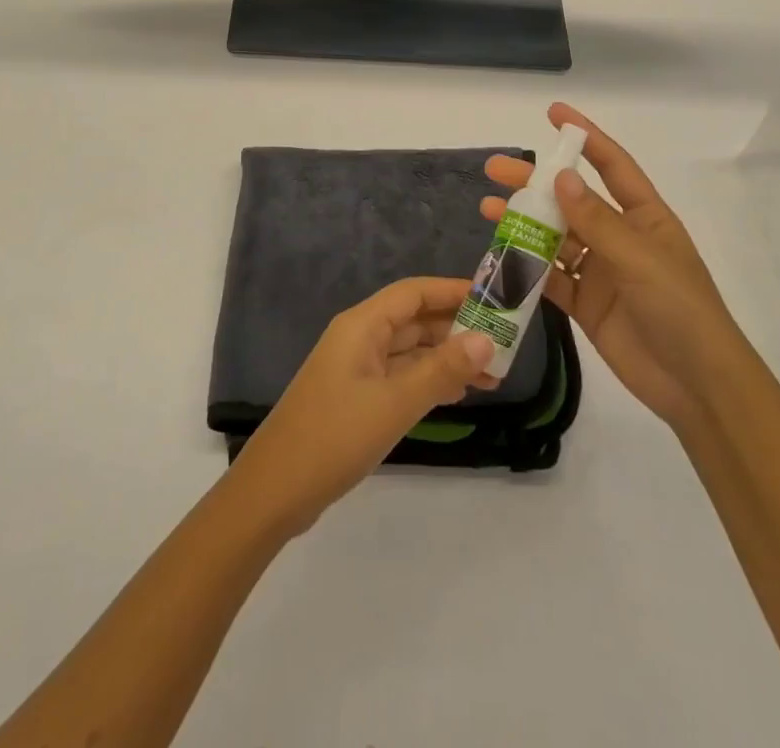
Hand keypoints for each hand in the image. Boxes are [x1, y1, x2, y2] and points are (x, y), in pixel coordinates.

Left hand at [227, 278, 496, 539]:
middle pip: (413, 320)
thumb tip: (486, 341)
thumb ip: (441, 371)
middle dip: (456, 329)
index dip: (452, 290)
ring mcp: (355, 369)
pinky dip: (427, 380)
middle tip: (503, 345)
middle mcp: (359, 338)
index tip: (493, 298)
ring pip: (409, 351)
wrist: (275, 490)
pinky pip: (399, 376)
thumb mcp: (395, 403)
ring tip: (491, 375)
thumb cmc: (335, 435)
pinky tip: (456, 395)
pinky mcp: (355, 398)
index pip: (414, 292)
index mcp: (362, 325)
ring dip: (446, 359)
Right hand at [482, 103, 741, 429]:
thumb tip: (560, 176)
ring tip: (489, 210)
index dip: (584, 137)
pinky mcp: (586, 303)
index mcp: (644, 217)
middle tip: (496, 169)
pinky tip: (501, 257)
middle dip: (535, 182)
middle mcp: (620, 237)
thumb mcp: (640, 259)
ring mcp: (601, 271)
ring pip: (555, 237)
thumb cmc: (680, 310)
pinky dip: (527, 268)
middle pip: (571, 199)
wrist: (697, 387)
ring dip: (524, 223)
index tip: (552, 114)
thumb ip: (597, 220)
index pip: (611, 165)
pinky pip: (551, 277)